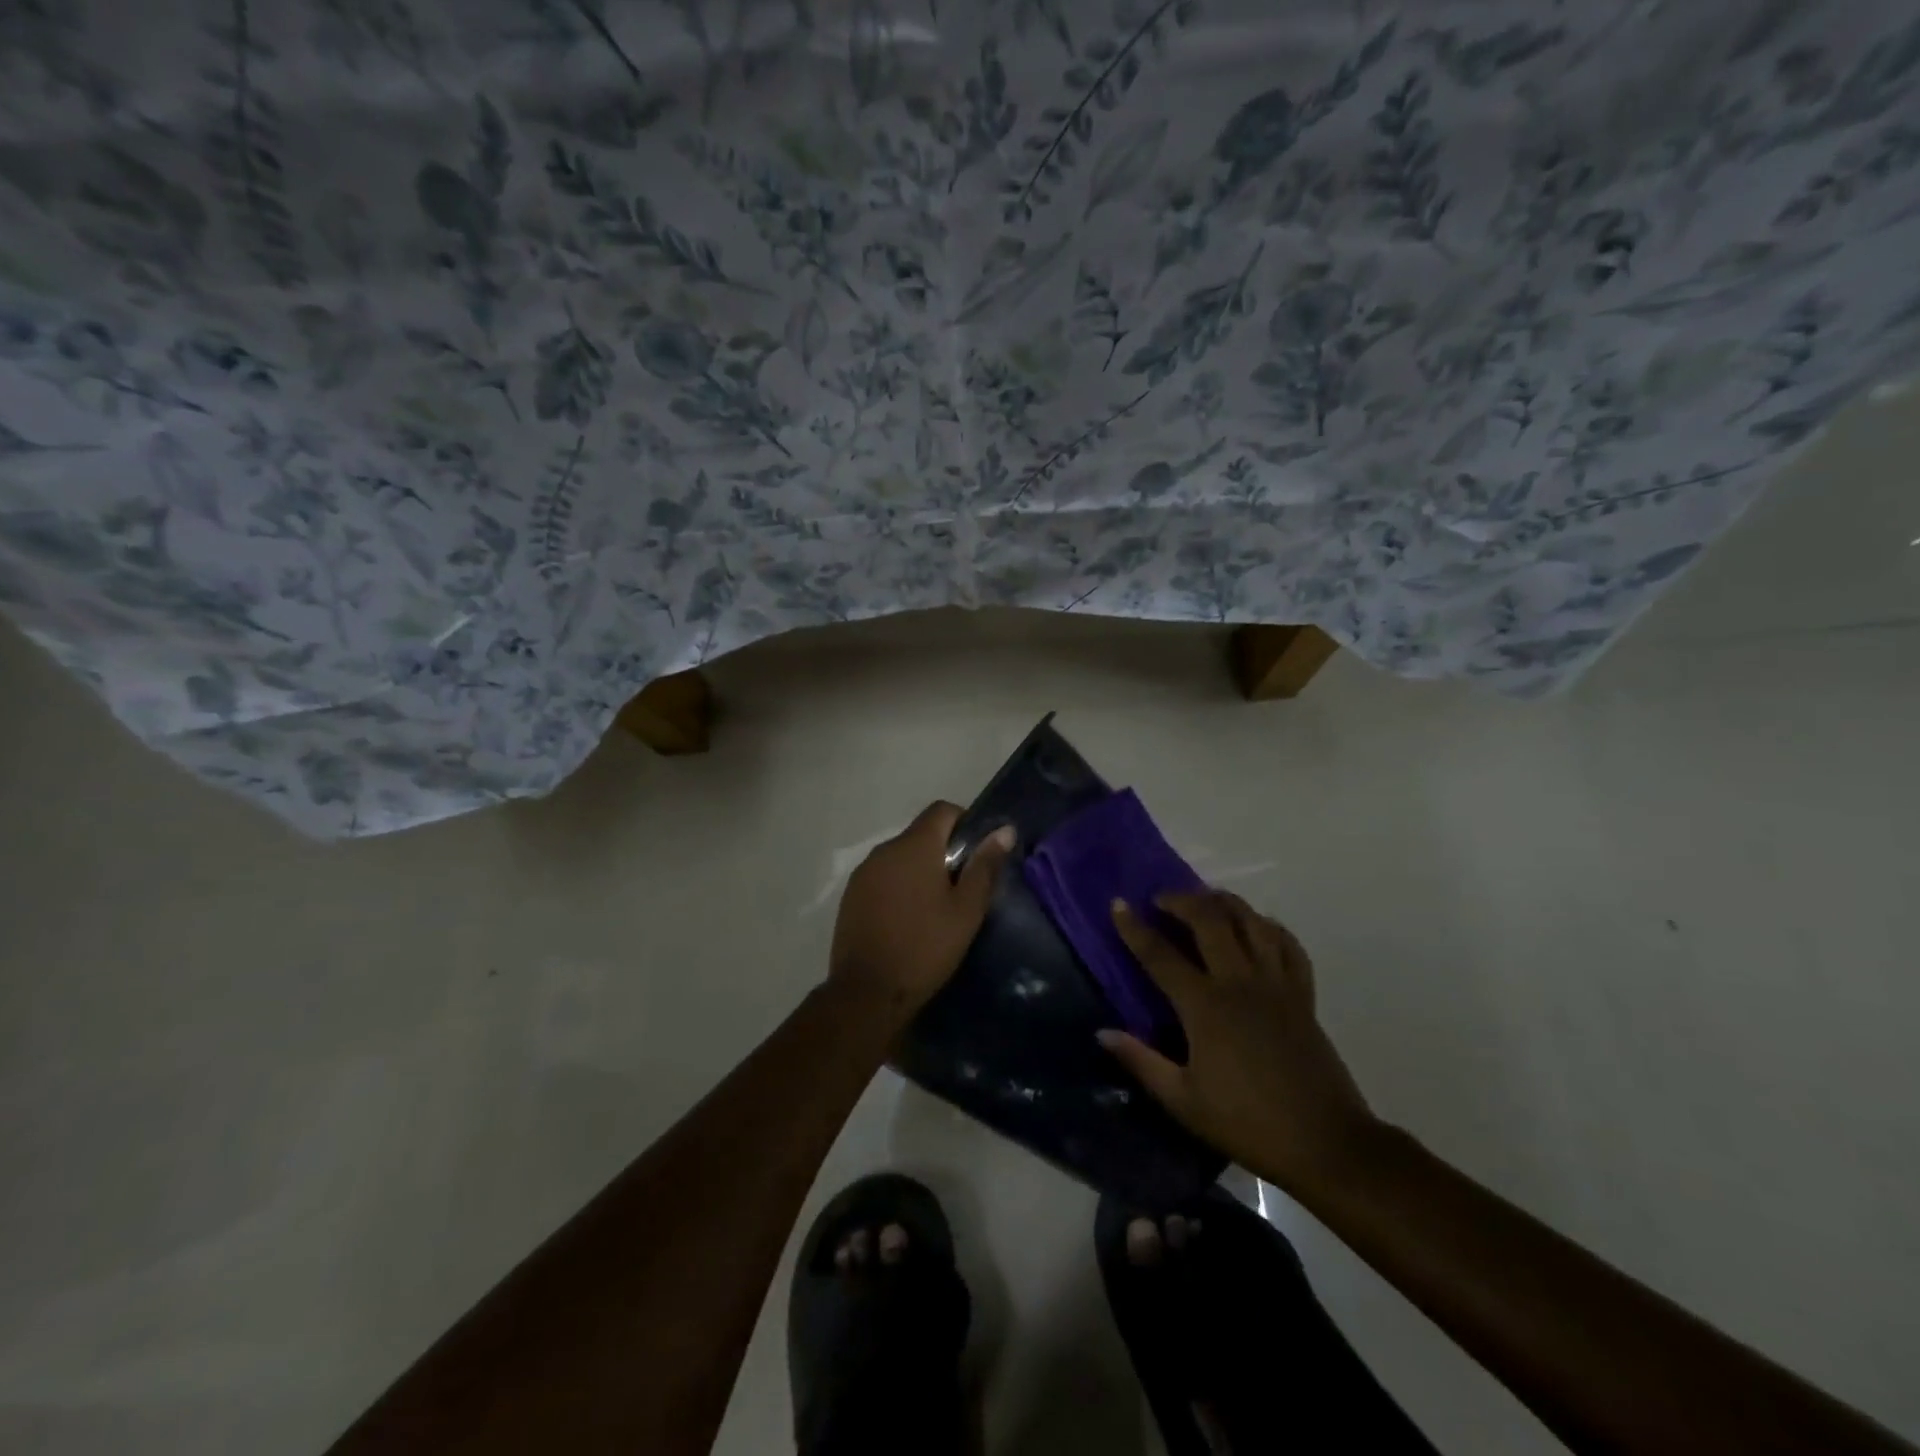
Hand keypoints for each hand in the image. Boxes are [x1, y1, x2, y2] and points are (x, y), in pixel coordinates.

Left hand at [829, 802, 1014, 1022]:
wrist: (867, 993)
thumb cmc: (925, 948)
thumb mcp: (966, 910)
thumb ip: (985, 866)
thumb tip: (1004, 830)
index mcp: (914, 846)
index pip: (942, 810)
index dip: (965, 823)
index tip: (977, 854)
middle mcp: (884, 849)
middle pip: (920, 833)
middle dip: (943, 851)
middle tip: (962, 887)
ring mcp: (863, 873)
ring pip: (900, 857)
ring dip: (919, 869)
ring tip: (935, 907)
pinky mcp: (850, 896)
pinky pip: (882, 877)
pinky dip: (898, 886)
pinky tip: (907, 919)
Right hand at [1100, 892, 1379, 1197]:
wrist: (1327, 1144)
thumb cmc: (1247, 1124)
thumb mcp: (1183, 1101)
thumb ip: (1141, 1061)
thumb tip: (1102, 1032)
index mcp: (1205, 1007)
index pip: (1160, 955)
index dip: (1135, 928)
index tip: (1118, 904)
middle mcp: (1240, 983)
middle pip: (1209, 920)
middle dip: (1181, 900)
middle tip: (1161, 900)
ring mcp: (1276, 985)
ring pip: (1251, 922)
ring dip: (1225, 902)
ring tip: (1206, 900)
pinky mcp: (1303, 995)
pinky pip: (1288, 945)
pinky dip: (1270, 927)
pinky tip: (1257, 926)